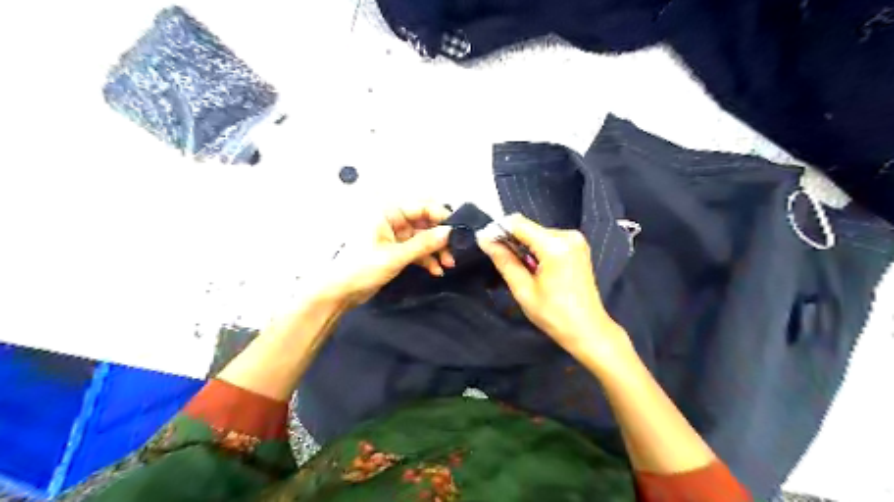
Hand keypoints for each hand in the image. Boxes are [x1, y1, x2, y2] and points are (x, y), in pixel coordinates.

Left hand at [311, 202, 454, 306]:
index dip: (441, 216)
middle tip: (455, 251)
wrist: (339, 292)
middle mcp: (392, 220)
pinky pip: (417, 250)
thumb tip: (450, 232)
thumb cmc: (362, 268)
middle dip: (440, 237)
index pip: (421, 207)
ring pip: (423, 238)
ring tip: (448, 264)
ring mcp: (394, 237)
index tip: (458, 230)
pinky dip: (427, 259)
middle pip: (424, 223)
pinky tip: (436, 271)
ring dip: (436, 250)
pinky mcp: (395, 251)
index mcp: (388, 213)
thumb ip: (424, 244)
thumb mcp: (396, 256)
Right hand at [478, 213, 622, 357]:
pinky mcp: (578, 246)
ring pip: (537, 233)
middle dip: (511, 241)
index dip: (498, 230)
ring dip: (524, 247)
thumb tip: (485, 240)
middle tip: (502, 263)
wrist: (588, 330)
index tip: (485, 243)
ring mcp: (576, 240)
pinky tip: (534, 268)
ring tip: (521, 270)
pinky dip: (536, 250)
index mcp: (556, 246)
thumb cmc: (555, 315)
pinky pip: (548, 240)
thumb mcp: (523, 290)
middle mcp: (568, 236)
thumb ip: (504, 261)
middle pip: (528, 228)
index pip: (518, 224)